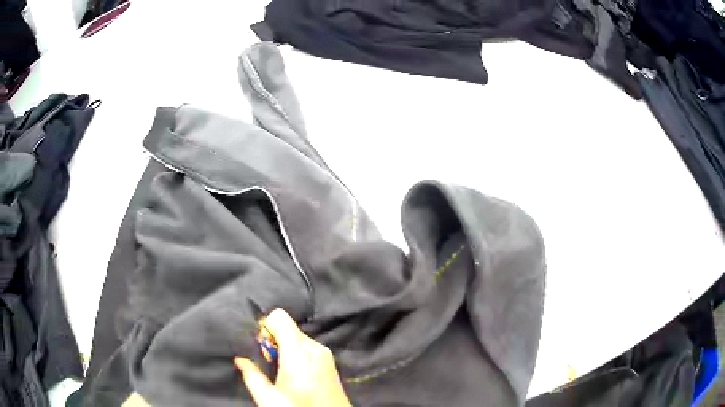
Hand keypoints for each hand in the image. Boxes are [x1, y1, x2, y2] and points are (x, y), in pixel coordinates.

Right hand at [235, 309, 351, 406]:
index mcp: (299, 351)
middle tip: (268, 363)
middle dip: (272, 340)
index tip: (259, 348)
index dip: (264, 328)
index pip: (279, 317)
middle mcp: (315, 347)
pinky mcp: (330, 363)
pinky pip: (307, 348)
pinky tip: (293, 374)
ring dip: (283, 348)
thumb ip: (252, 375)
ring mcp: (326, 355)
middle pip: (288, 327)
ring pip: (297, 338)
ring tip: (279, 371)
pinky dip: (295, 354)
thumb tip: (239, 359)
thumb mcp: (269, 398)